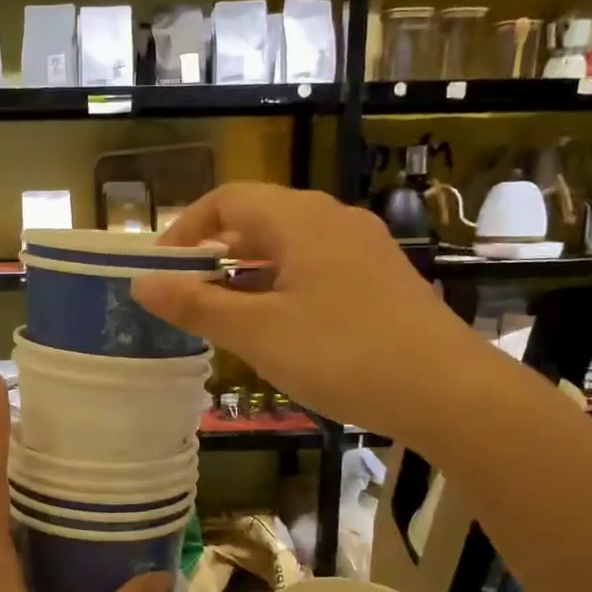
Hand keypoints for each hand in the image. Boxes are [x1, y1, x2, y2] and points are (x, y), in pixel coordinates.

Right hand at [133, 182, 491, 442]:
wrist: (448, 391)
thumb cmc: (343, 353)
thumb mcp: (258, 333)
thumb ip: (197, 306)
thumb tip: (142, 284)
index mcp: (301, 220)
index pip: (228, 199)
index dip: (187, 227)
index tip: (161, 266)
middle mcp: (334, 221)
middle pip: (259, 220)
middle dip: (215, 252)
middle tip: (186, 294)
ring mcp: (363, 250)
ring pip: (289, 247)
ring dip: (248, 273)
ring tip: (224, 315)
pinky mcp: (381, 280)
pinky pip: (316, 268)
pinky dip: (282, 287)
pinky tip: (278, 327)